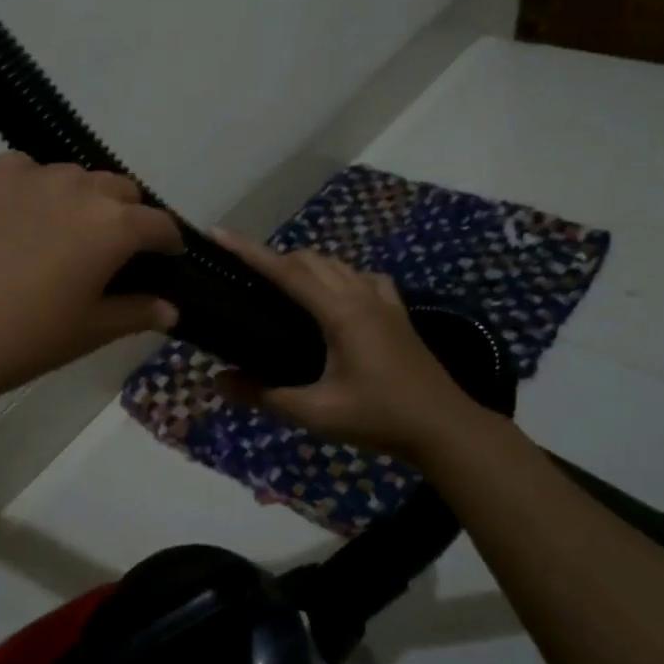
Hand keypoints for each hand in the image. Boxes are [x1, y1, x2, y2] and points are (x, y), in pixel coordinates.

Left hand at [0, 154, 183, 415]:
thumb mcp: (88, 332)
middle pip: (118, 189)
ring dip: (77, 200)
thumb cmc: (21, 339)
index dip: (167, 241)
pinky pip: (21, 171)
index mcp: (113, 225)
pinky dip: (30, 190)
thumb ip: (136, 313)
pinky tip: (10, 221)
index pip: (158, 223)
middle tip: (109, 249)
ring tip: (56, 233)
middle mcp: (77, 186)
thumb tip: (171, 308)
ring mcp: (26, 173)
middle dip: (125, 214)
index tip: (165, 257)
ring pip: (70, 177)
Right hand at [211, 230, 488, 461]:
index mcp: (340, 312)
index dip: (249, 251)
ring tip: (280, 284)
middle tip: (242, 273)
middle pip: (310, 260)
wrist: (445, 429)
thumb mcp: (316, 412)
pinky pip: (363, 278)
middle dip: (273, 258)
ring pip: (337, 264)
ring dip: (306, 264)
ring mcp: (384, 301)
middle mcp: (361, 295)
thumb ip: (264, 395)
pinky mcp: (397, 313)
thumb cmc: (379, 418)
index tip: (219, 234)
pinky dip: (340, 276)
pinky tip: (335, 296)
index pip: (287, 271)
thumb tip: (218, 383)